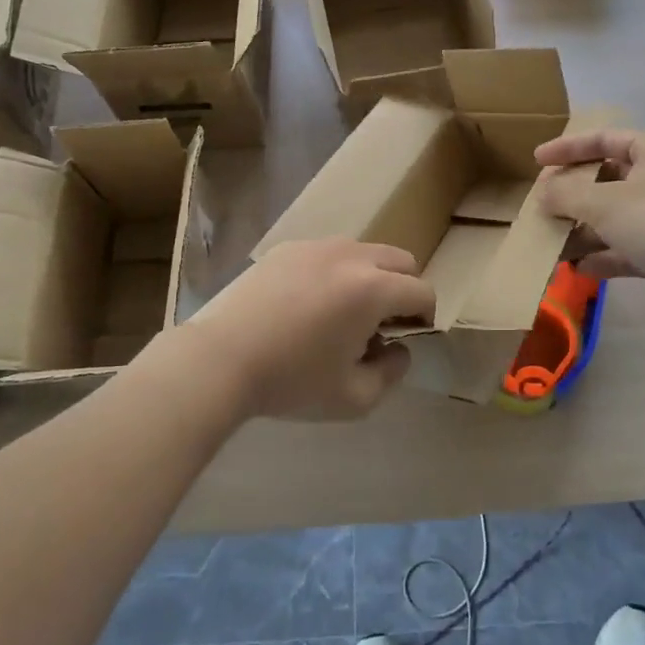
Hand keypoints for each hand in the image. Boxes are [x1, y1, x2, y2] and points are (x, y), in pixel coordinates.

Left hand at [178, 239, 433, 420]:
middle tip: (381, 324)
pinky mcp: (287, 248)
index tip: (407, 338)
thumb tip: (399, 349)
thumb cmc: (291, 382)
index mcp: (373, 288)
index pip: (422, 291)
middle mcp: (352, 256)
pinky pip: (328, 253)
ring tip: (343, 313)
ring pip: (364, 252)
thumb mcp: (353, 398)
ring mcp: (317, 246)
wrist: (219, 359)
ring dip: (369, 277)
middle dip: (403, 290)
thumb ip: (391, 373)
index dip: (425, 317)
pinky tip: (308, 305)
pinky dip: (334, 272)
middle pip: (400, 261)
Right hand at [536, 129, 644, 326]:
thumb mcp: (602, 202)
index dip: (568, 147)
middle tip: (542, 204)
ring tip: (550, 242)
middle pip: (608, 179)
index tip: (537, 160)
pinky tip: (576, 267)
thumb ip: (566, 194)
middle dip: (573, 195)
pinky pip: (627, 247)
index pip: (604, 139)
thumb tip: (543, 195)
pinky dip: (603, 255)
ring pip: (616, 217)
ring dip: (583, 229)